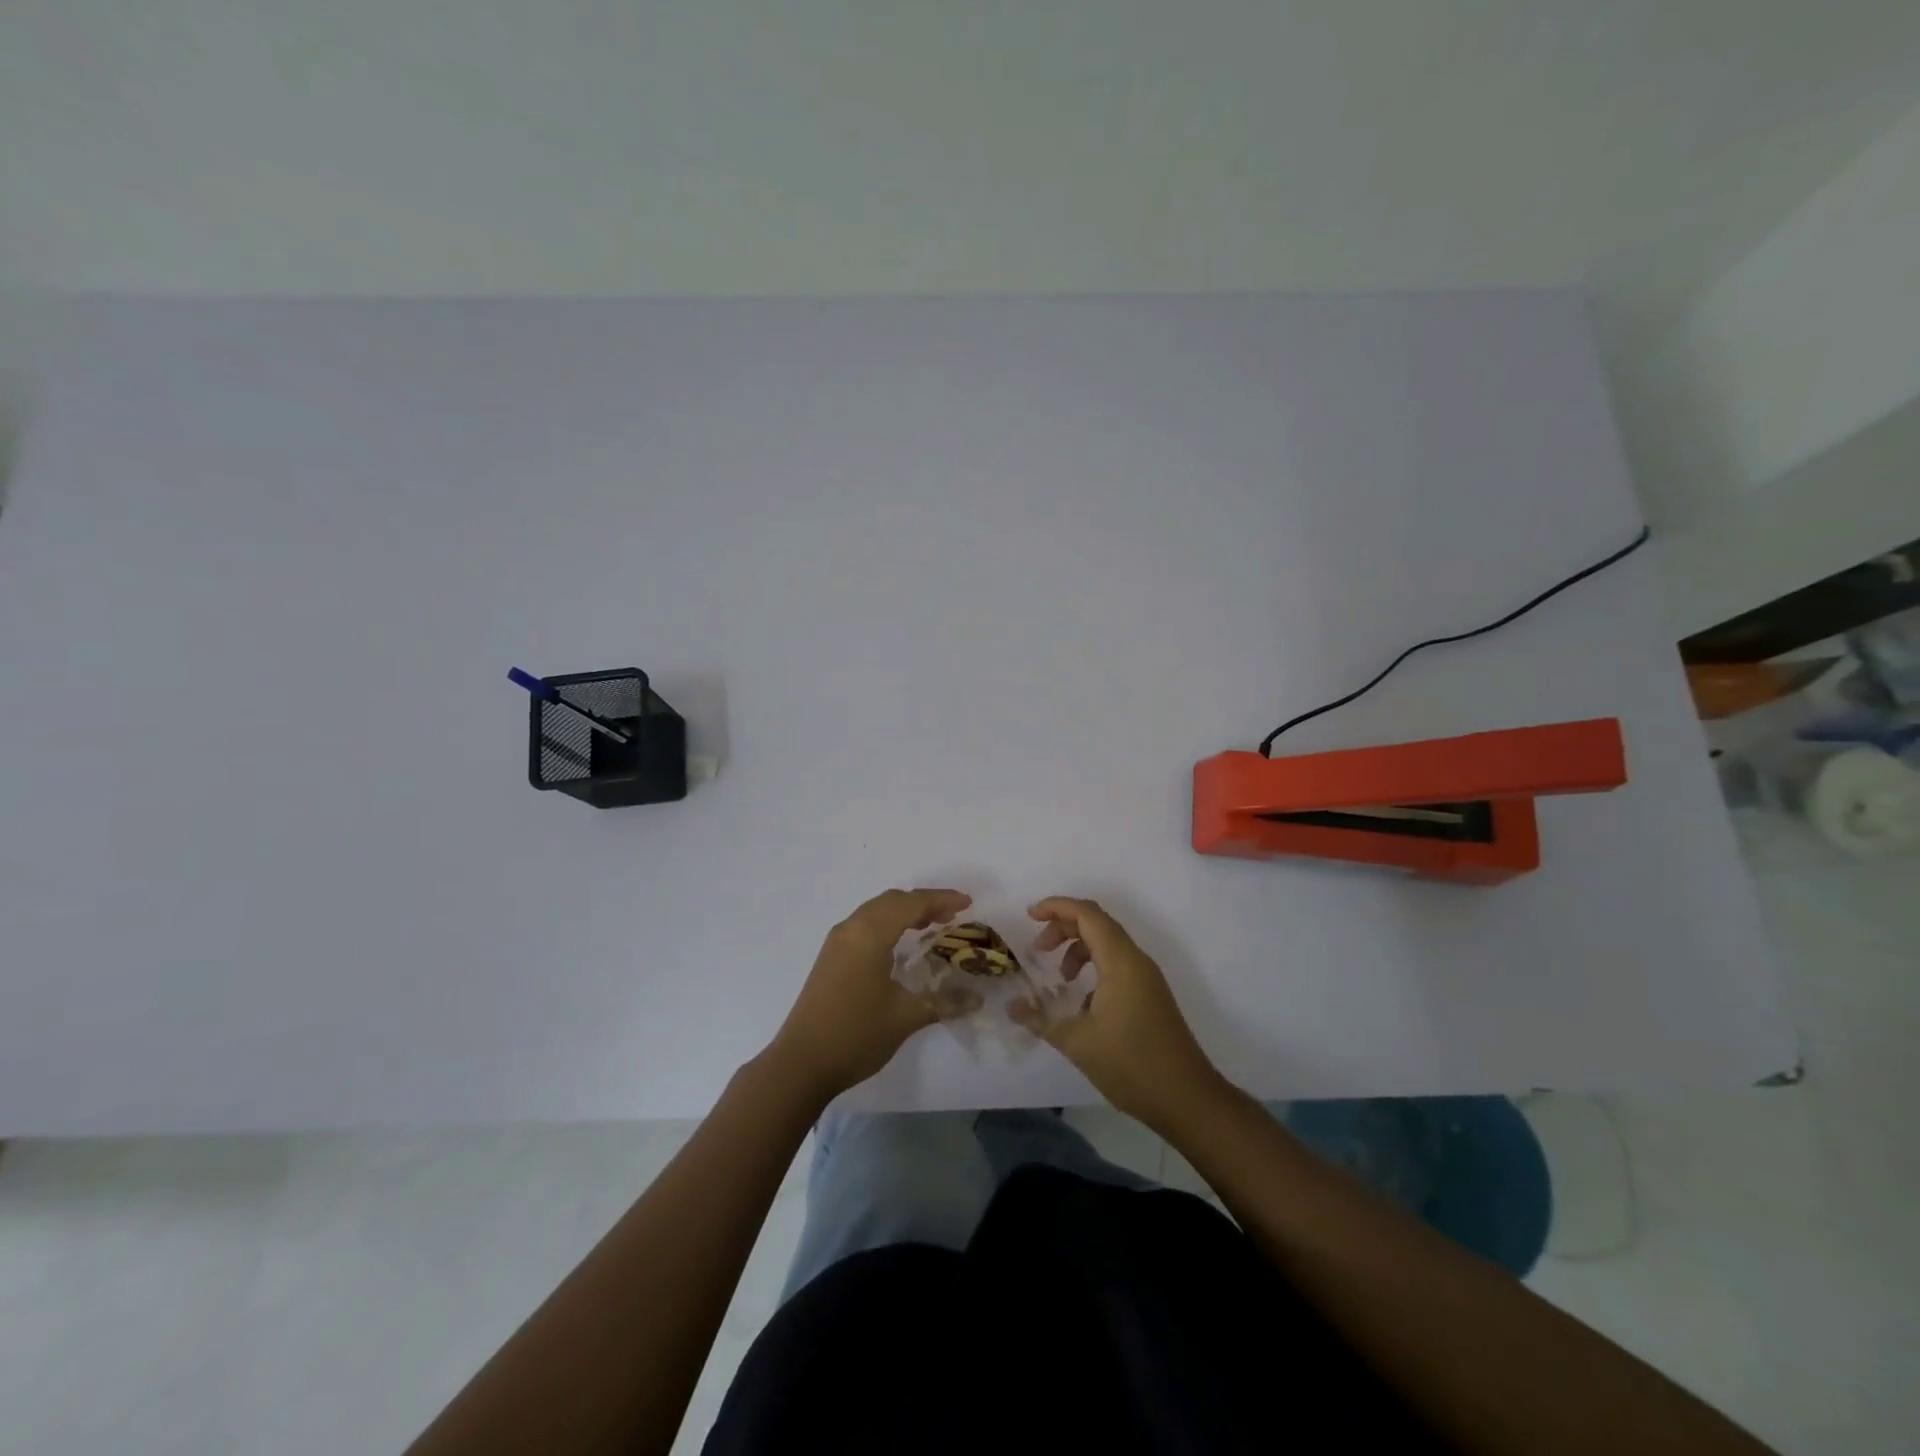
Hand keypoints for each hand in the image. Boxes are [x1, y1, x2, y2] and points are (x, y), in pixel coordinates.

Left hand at [768, 888, 971, 1099]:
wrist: (801, 1063)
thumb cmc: (856, 1034)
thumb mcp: (905, 1017)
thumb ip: (944, 1002)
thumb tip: (978, 998)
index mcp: (870, 934)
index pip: (911, 904)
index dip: (941, 900)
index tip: (968, 904)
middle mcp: (851, 928)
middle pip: (892, 900)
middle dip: (924, 903)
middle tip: (952, 916)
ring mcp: (836, 942)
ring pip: (876, 911)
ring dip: (904, 912)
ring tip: (931, 926)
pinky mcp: (830, 957)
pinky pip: (864, 925)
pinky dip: (887, 924)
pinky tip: (900, 945)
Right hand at [1015, 897, 1222, 1127]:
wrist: (1187, 1099)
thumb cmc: (1131, 1064)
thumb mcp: (1077, 1042)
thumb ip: (1040, 1018)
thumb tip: (1011, 1006)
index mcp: (1120, 961)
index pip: (1087, 914)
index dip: (1057, 907)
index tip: (1029, 916)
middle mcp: (1136, 961)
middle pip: (1097, 924)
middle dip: (1063, 928)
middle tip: (1038, 950)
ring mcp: (1147, 978)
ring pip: (1108, 945)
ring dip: (1079, 950)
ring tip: (1060, 979)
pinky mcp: (1151, 996)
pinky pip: (1118, 965)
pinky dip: (1094, 969)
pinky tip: (1082, 1004)